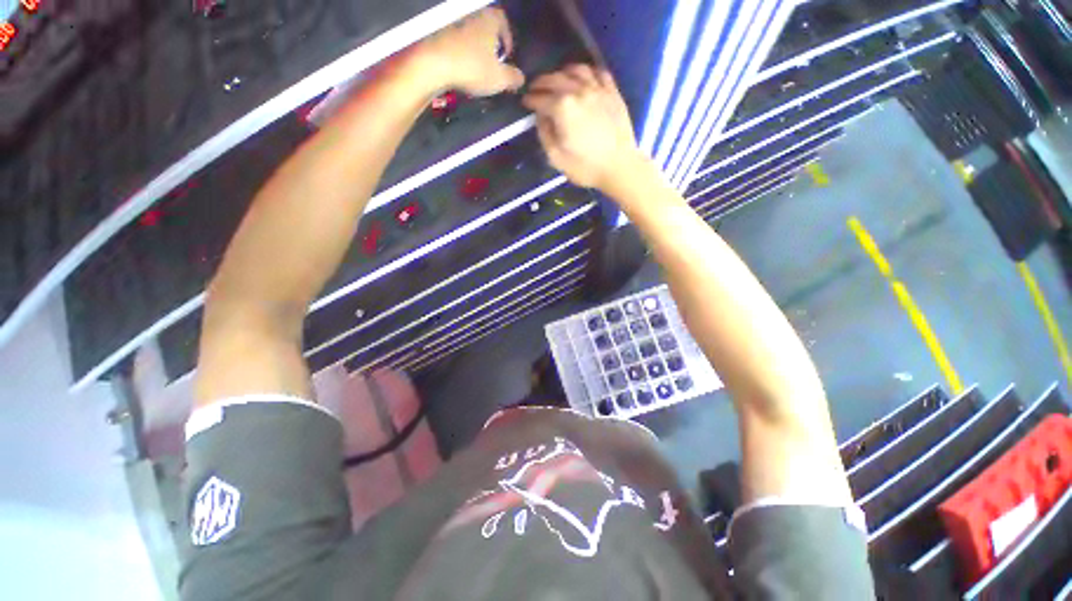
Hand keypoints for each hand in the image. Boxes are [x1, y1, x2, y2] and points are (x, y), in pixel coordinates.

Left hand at [405, 7, 524, 96]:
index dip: (508, 40)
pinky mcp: (438, 33)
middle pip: (487, 28)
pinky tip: (461, 69)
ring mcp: (453, 22)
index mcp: (489, 18)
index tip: (507, 58)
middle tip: (493, 66)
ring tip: (477, 70)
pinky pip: (456, 41)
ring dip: (476, 50)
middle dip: (492, 46)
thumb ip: (514, 78)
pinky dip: (461, 53)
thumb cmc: (472, 67)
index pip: (504, 22)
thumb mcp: (500, 78)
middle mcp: (472, 14)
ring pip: (471, 34)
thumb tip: (521, 78)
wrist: (432, 64)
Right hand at [522, 64, 647, 191]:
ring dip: (562, 73)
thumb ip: (544, 134)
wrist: (619, 167)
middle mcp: (579, 91)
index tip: (525, 102)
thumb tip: (541, 117)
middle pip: (555, 79)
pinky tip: (583, 79)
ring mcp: (598, 89)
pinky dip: (587, 72)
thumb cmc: (585, 167)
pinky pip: (598, 72)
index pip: (540, 98)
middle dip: (541, 83)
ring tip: (557, 80)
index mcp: (562, 107)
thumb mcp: (556, 157)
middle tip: (535, 89)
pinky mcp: (613, 92)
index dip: (530, 99)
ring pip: (576, 70)